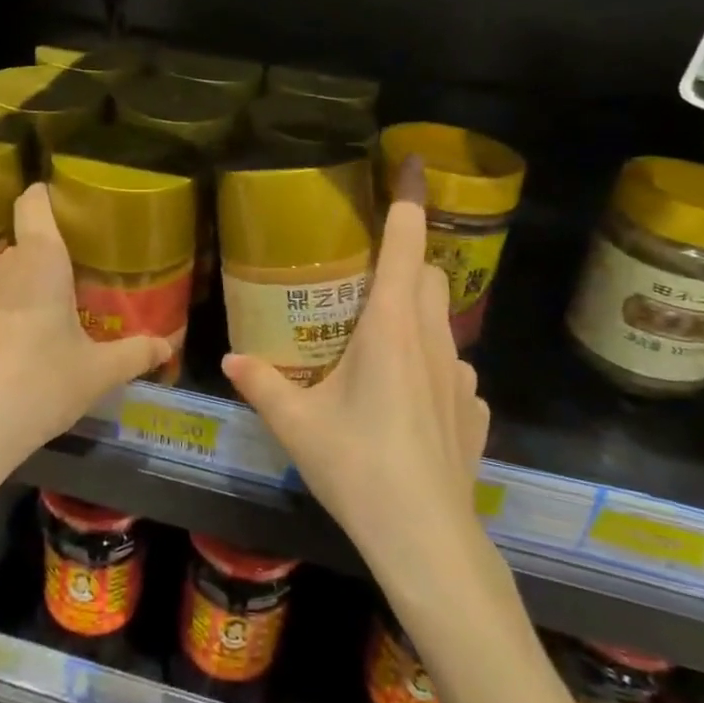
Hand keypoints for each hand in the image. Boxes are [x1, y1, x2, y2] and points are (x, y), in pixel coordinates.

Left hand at [0, 184, 172, 494]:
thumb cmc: (40, 387)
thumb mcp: (97, 375)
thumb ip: (134, 354)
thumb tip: (166, 347)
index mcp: (40, 263)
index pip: (34, 204)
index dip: (43, 197)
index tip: (56, 205)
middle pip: (21, 252)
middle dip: (39, 269)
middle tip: (62, 302)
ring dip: (9, 298)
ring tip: (25, 336)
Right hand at [221, 160, 490, 570]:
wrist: (426, 539)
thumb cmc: (358, 467)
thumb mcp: (297, 424)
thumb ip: (261, 383)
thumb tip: (229, 357)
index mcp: (393, 325)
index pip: (407, 241)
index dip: (412, 197)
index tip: (415, 162)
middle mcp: (433, 339)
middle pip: (429, 275)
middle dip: (405, 264)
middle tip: (365, 285)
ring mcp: (462, 377)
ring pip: (442, 323)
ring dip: (416, 318)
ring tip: (378, 349)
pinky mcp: (474, 411)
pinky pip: (452, 371)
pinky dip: (430, 368)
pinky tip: (406, 406)